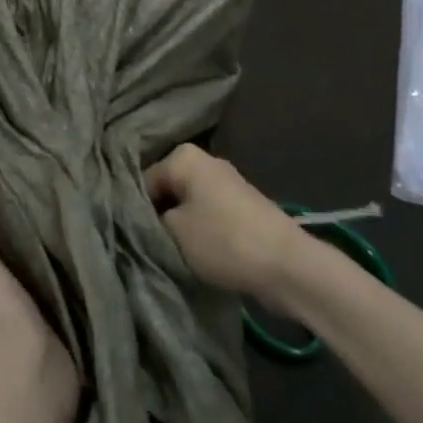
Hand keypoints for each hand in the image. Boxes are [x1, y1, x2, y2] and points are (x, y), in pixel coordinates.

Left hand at [0, 182, 77, 410]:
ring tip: (45, 203)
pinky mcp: (31, 316)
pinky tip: (57, 240)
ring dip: (21, 239)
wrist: (26, 372)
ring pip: (8, 259)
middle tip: (28, 183)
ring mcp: (0, 304)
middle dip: (0, 218)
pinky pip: (32, 277)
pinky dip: (39, 260)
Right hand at [145, 144, 301, 305]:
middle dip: (160, 217)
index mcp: (183, 156)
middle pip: (167, 191)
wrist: (287, 266)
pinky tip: (199, 254)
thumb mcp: (172, 231)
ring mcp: (227, 184)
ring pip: (187, 205)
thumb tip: (145, 218)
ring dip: (180, 228)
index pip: (144, 181)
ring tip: (175, 254)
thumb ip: (149, 219)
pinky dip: (201, 233)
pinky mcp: (242, 207)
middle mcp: (205, 161)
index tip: (135, 238)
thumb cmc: (222, 241)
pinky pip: (208, 216)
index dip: (136, 211)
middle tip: (153, 246)